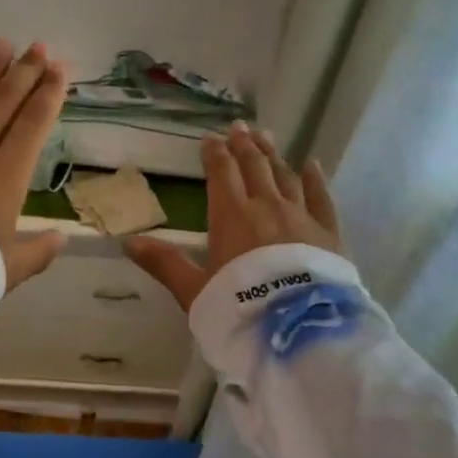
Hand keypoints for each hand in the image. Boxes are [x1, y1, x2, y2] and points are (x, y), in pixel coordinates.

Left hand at [0, 39, 67, 289]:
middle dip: (23, 73)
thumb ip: (38, 252)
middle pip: (3, 103)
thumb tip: (61, 239)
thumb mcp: (10, 268)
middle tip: (38, 47)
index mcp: (7, 174)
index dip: (49, 94)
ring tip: (0, 47)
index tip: (60, 69)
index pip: (34, 124)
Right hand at [124, 121, 340, 311]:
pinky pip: (321, 197)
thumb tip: (129, 242)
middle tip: (239, 127)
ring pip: (285, 176)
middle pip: (255, 167)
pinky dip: (314, 178)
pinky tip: (311, 164)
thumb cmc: (238, 309)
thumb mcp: (193, 290)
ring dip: (273, 155)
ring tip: (266, 137)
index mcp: (232, 216)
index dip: (214, 154)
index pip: (222, 174)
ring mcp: (301, 217)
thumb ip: (164, 263)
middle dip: (244, 145)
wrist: (297, 330)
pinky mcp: (328, 233)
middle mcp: (267, 207)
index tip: (210, 138)